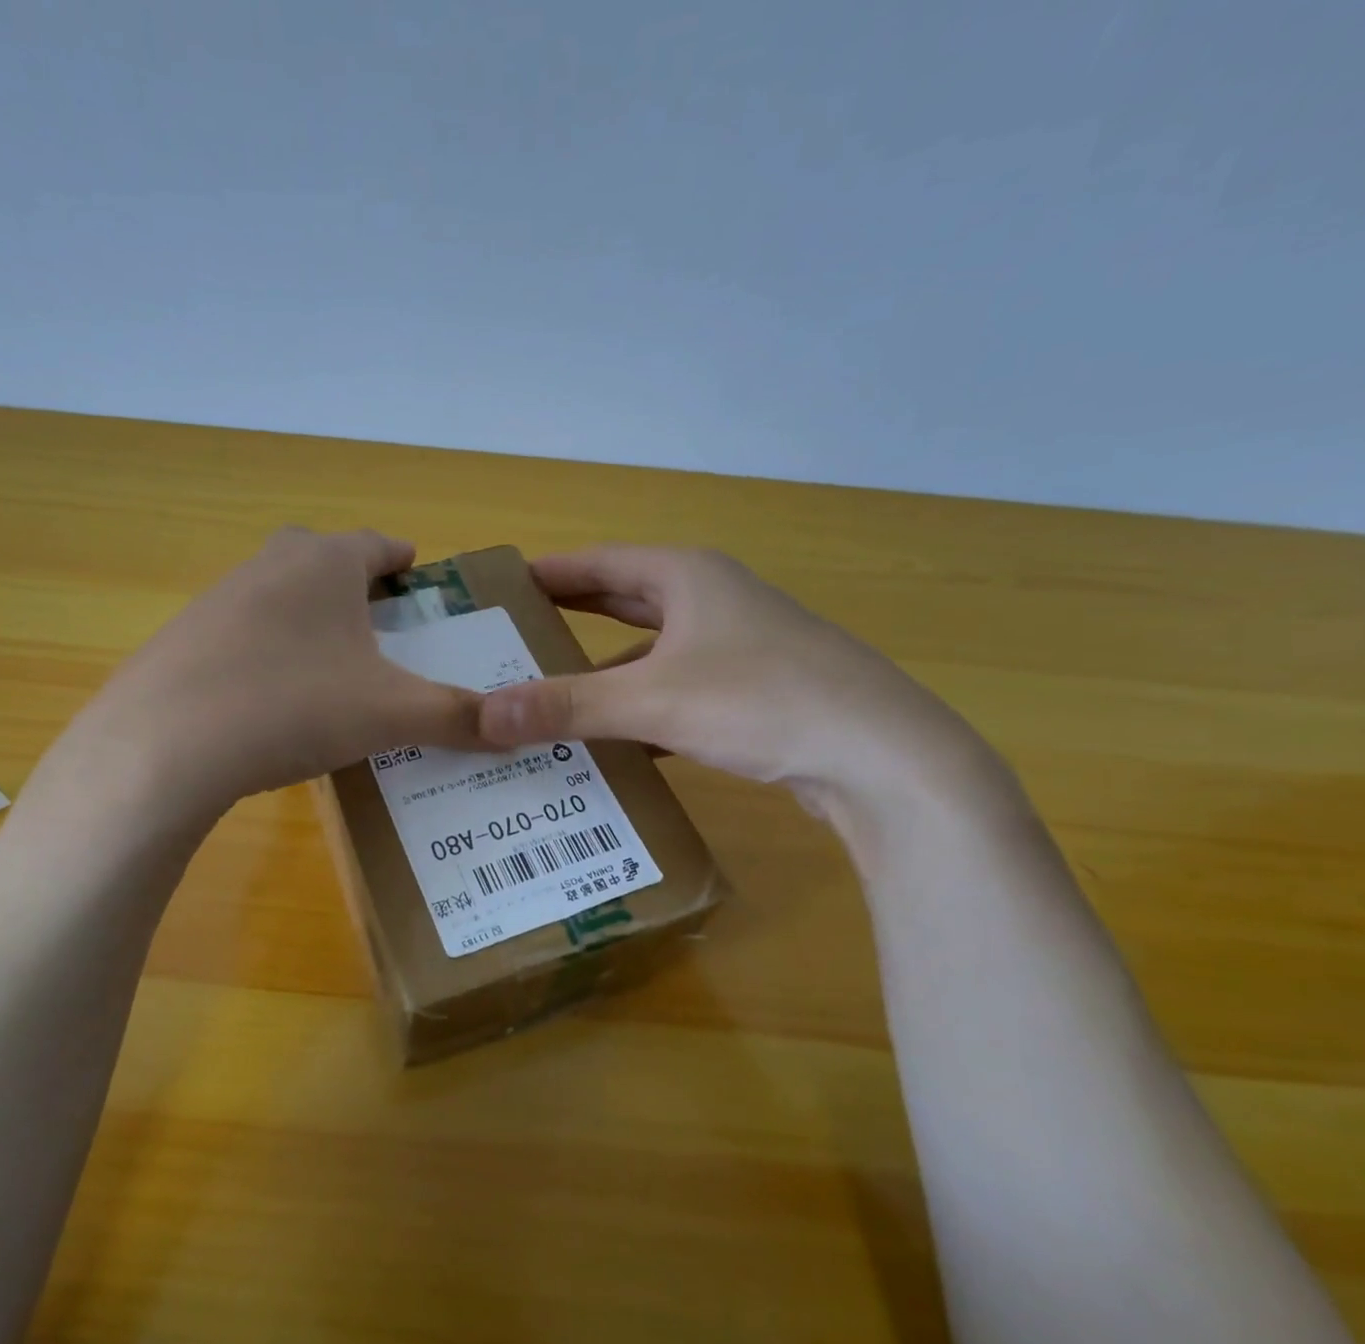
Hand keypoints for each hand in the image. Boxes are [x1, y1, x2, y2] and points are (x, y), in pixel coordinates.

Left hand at [40, 528, 485, 824]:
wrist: (165, 746)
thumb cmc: (294, 706)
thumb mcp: (390, 715)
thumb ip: (457, 717)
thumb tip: (515, 734)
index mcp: (326, 562)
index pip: (379, 544)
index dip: (405, 562)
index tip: (421, 581)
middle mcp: (271, 564)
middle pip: (325, 561)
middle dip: (357, 587)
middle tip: (383, 629)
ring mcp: (219, 599)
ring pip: (282, 596)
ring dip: (311, 620)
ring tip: (335, 669)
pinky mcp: (183, 639)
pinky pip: (244, 635)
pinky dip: (269, 653)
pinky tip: (275, 700)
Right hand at [476, 545, 992, 811]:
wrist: (883, 758)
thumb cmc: (761, 701)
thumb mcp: (652, 700)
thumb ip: (567, 706)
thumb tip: (481, 715)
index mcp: (687, 577)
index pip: (596, 563)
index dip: (546, 573)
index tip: (499, 589)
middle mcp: (712, 601)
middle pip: (622, 603)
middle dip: (569, 619)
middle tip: (511, 639)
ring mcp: (738, 648)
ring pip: (651, 652)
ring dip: (604, 671)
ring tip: (550, 695)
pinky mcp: (754, 693)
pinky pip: (677, 691)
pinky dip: (641, 709)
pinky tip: (614, 741)